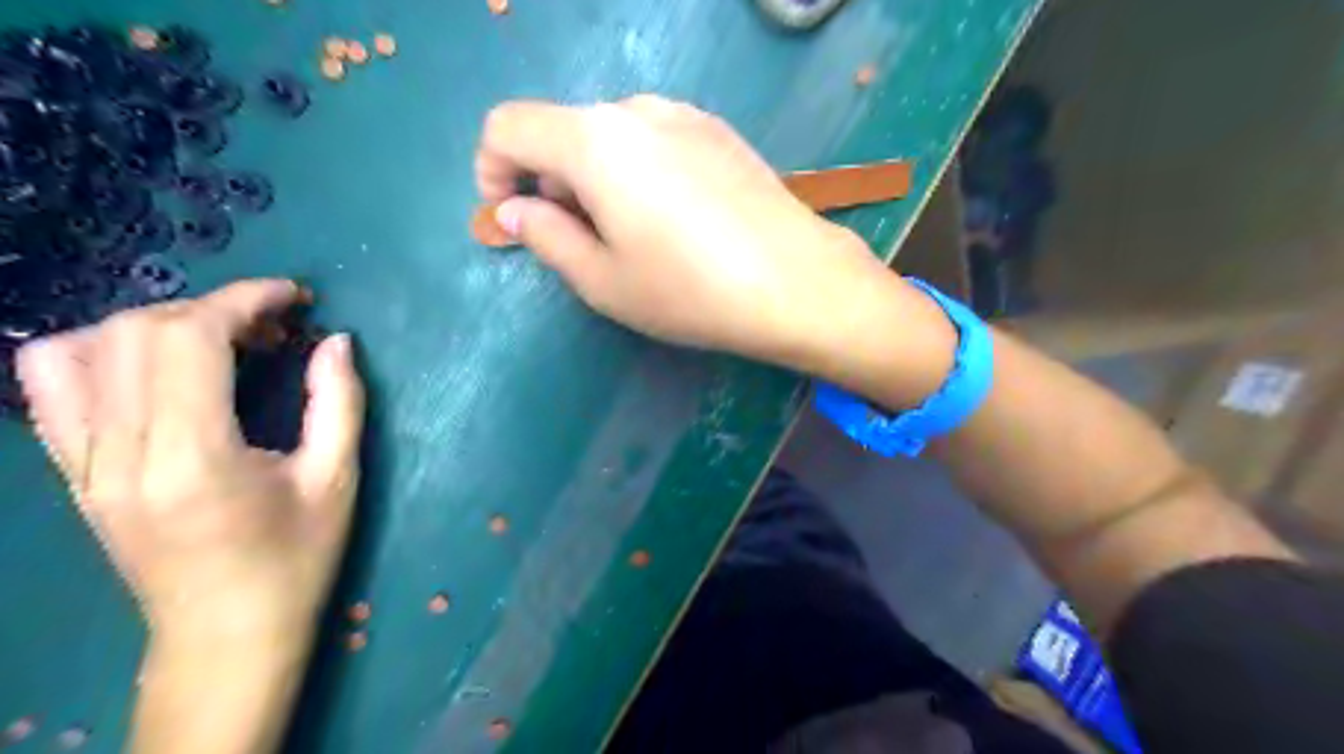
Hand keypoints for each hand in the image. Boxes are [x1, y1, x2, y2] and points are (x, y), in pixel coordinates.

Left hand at [13, 280, 365, 643]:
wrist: (225, 634)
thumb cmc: (296, 559)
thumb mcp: (335, 479)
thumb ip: (338, 402)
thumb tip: (336, 340)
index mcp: (194, 458)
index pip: (190, 339)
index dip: (243, 300)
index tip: (294, 298)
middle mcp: (121, 454)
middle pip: (137, 333)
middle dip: (214, 308)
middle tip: (274, 326)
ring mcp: (82, 465)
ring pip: (83, 350)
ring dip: (157, 325)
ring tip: (218, 343)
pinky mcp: (72, 473)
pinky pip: (53, 387)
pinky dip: (101, 353)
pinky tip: (160, 368)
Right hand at [473, 93, 924, 374]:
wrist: (796, 282)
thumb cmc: (690, 290)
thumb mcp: (603, 280)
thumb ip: (547, 237)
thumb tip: (516, 210)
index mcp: (595, 141)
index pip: (509, 126)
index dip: (492, 170)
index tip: (510, 218)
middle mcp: (636, 109)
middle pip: (562, 130)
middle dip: (548, 180)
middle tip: (572, 240)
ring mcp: (684, 115)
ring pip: (610, 135)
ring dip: (593, 176)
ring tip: (625, 234)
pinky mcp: (718, 132)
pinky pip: (653, 139)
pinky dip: (635, 169)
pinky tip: (669, 218)